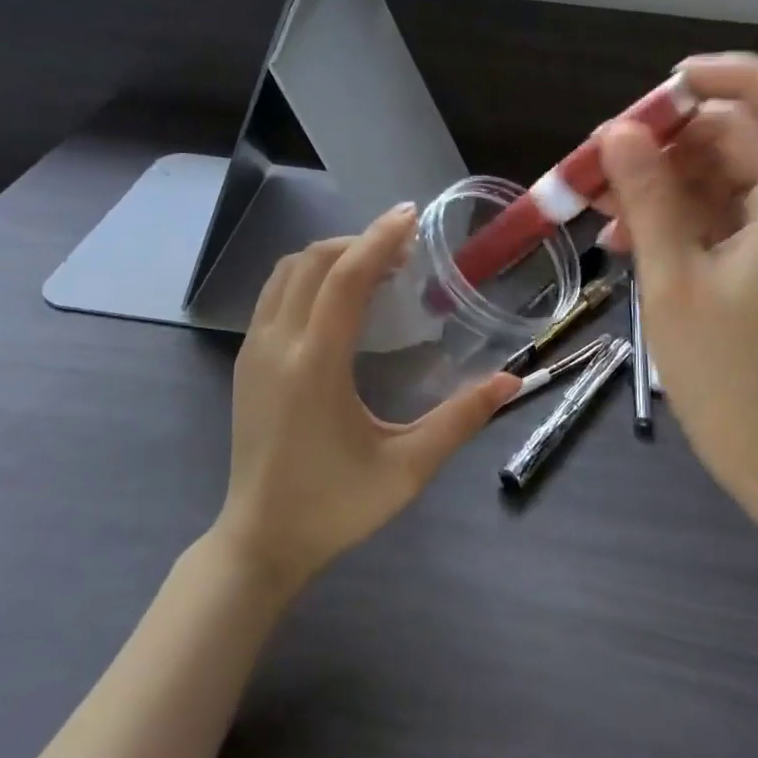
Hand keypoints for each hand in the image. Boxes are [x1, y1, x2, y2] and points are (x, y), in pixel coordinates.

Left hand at [216, 205, 519, 592]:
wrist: (259, 542)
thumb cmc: (335, 506)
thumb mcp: (407, 468)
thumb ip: (461, 420)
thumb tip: (511, 382)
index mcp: (315, 365)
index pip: (344, 278)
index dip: (379, 239)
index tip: (411, 216)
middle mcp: (277, 345)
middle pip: (312, 262)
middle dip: (359, 242)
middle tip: (404, 249)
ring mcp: (254, 352)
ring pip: (286, 273)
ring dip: (330, 256)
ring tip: (374, 266)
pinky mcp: (246, 363)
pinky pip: (274, 294)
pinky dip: (308, 276)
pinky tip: (338, 299)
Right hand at [597, 54, 757, 533]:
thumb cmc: (726, 374)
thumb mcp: (674, 280)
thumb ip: (649, 198)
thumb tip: (617, 130)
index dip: (735, 74)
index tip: (667, 85)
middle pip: (741, 135)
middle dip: (669, 136)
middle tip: (603, 155)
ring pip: (718, 174)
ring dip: (658, 178)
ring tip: (594, 201)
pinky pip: (712, 213)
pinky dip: (668, 214)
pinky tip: (618, 239)